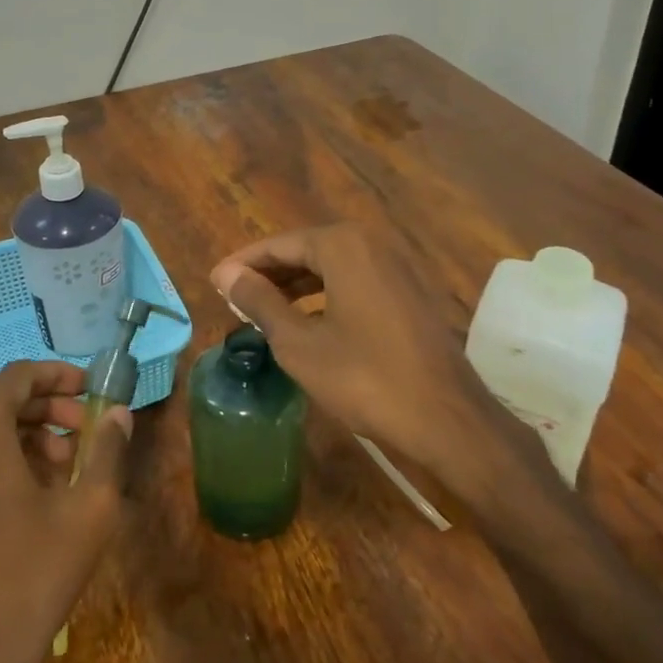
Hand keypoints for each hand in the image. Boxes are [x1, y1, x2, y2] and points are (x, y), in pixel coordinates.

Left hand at [0, 361, 130, 662]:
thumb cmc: (29, 577)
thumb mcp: (88, 510)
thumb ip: (107, 450)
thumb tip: (119, 414)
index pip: (18, 375)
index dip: (59, 376)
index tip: (91, 389)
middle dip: (46, 409)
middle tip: (85, 431)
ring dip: (24, 436)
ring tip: (63, 467)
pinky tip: (29, 495)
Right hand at [212, 224, 530, 485]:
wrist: (447, 417)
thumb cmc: (365, 377)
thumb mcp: (299, 343)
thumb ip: (260, 302)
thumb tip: (226, 274)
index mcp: (342, 246)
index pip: (278, 244)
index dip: (244, 263)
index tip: (215, 281)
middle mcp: (372, 244)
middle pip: (306, 250)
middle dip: (269, 273)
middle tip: (235, 297)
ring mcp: (396, 268)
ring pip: (332, 266)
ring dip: (296, 285)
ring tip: (264, 309)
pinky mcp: (409, 293)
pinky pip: (355, 282)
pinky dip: (325, 295)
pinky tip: (308, 322)